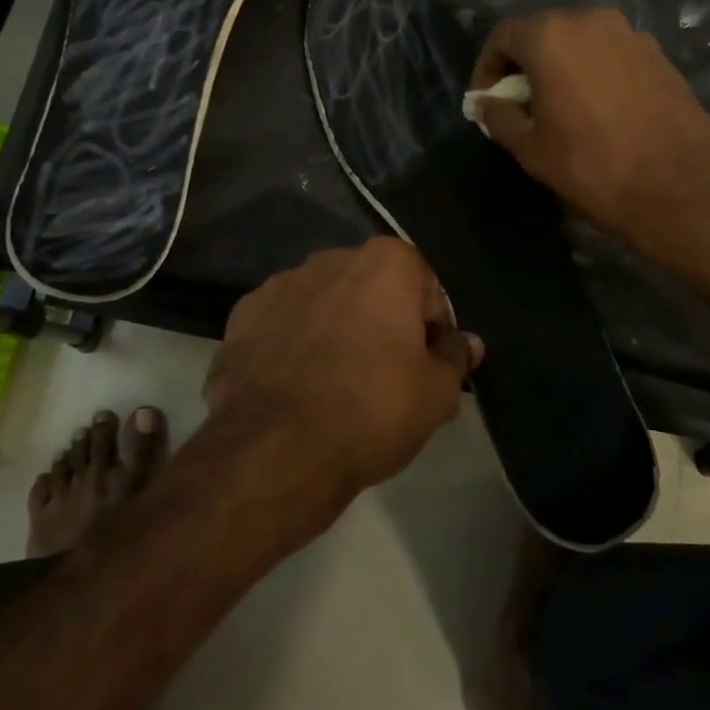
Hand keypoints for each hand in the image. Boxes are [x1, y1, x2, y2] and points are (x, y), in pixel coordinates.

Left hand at [206, 239, 481, 495]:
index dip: (432, 330)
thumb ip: (455, 358)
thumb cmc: (372, 410)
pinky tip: (297, 387)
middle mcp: (331, 259)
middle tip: (385, 376)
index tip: (427, 366)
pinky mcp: (242, 316)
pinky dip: (293, 345)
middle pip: (372, 289)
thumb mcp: (436, 394)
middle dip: (381, 322)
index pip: (425, 290)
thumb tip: (467, 343)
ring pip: (324, 304)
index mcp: (385, 262)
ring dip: (335, 330)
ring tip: (335, 385)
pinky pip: (283, 324)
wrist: (276, 451)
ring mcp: (281, 284)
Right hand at [471, 9, 709, 266]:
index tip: (485, 100)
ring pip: (580, 42)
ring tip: (560, 107)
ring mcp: (630, 34)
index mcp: (551, 36)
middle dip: (525, 64)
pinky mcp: (659, 54)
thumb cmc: (591, 166)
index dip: (487, 67)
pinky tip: (598, 110)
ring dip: (561, 67)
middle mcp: (590, 20)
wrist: (679, 188)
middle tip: (519, 103)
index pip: (503, 35)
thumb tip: (486, 103)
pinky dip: (594, 72)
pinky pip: (611, 54)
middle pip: (543, 32)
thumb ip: (498, 116)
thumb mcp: (529, 148)